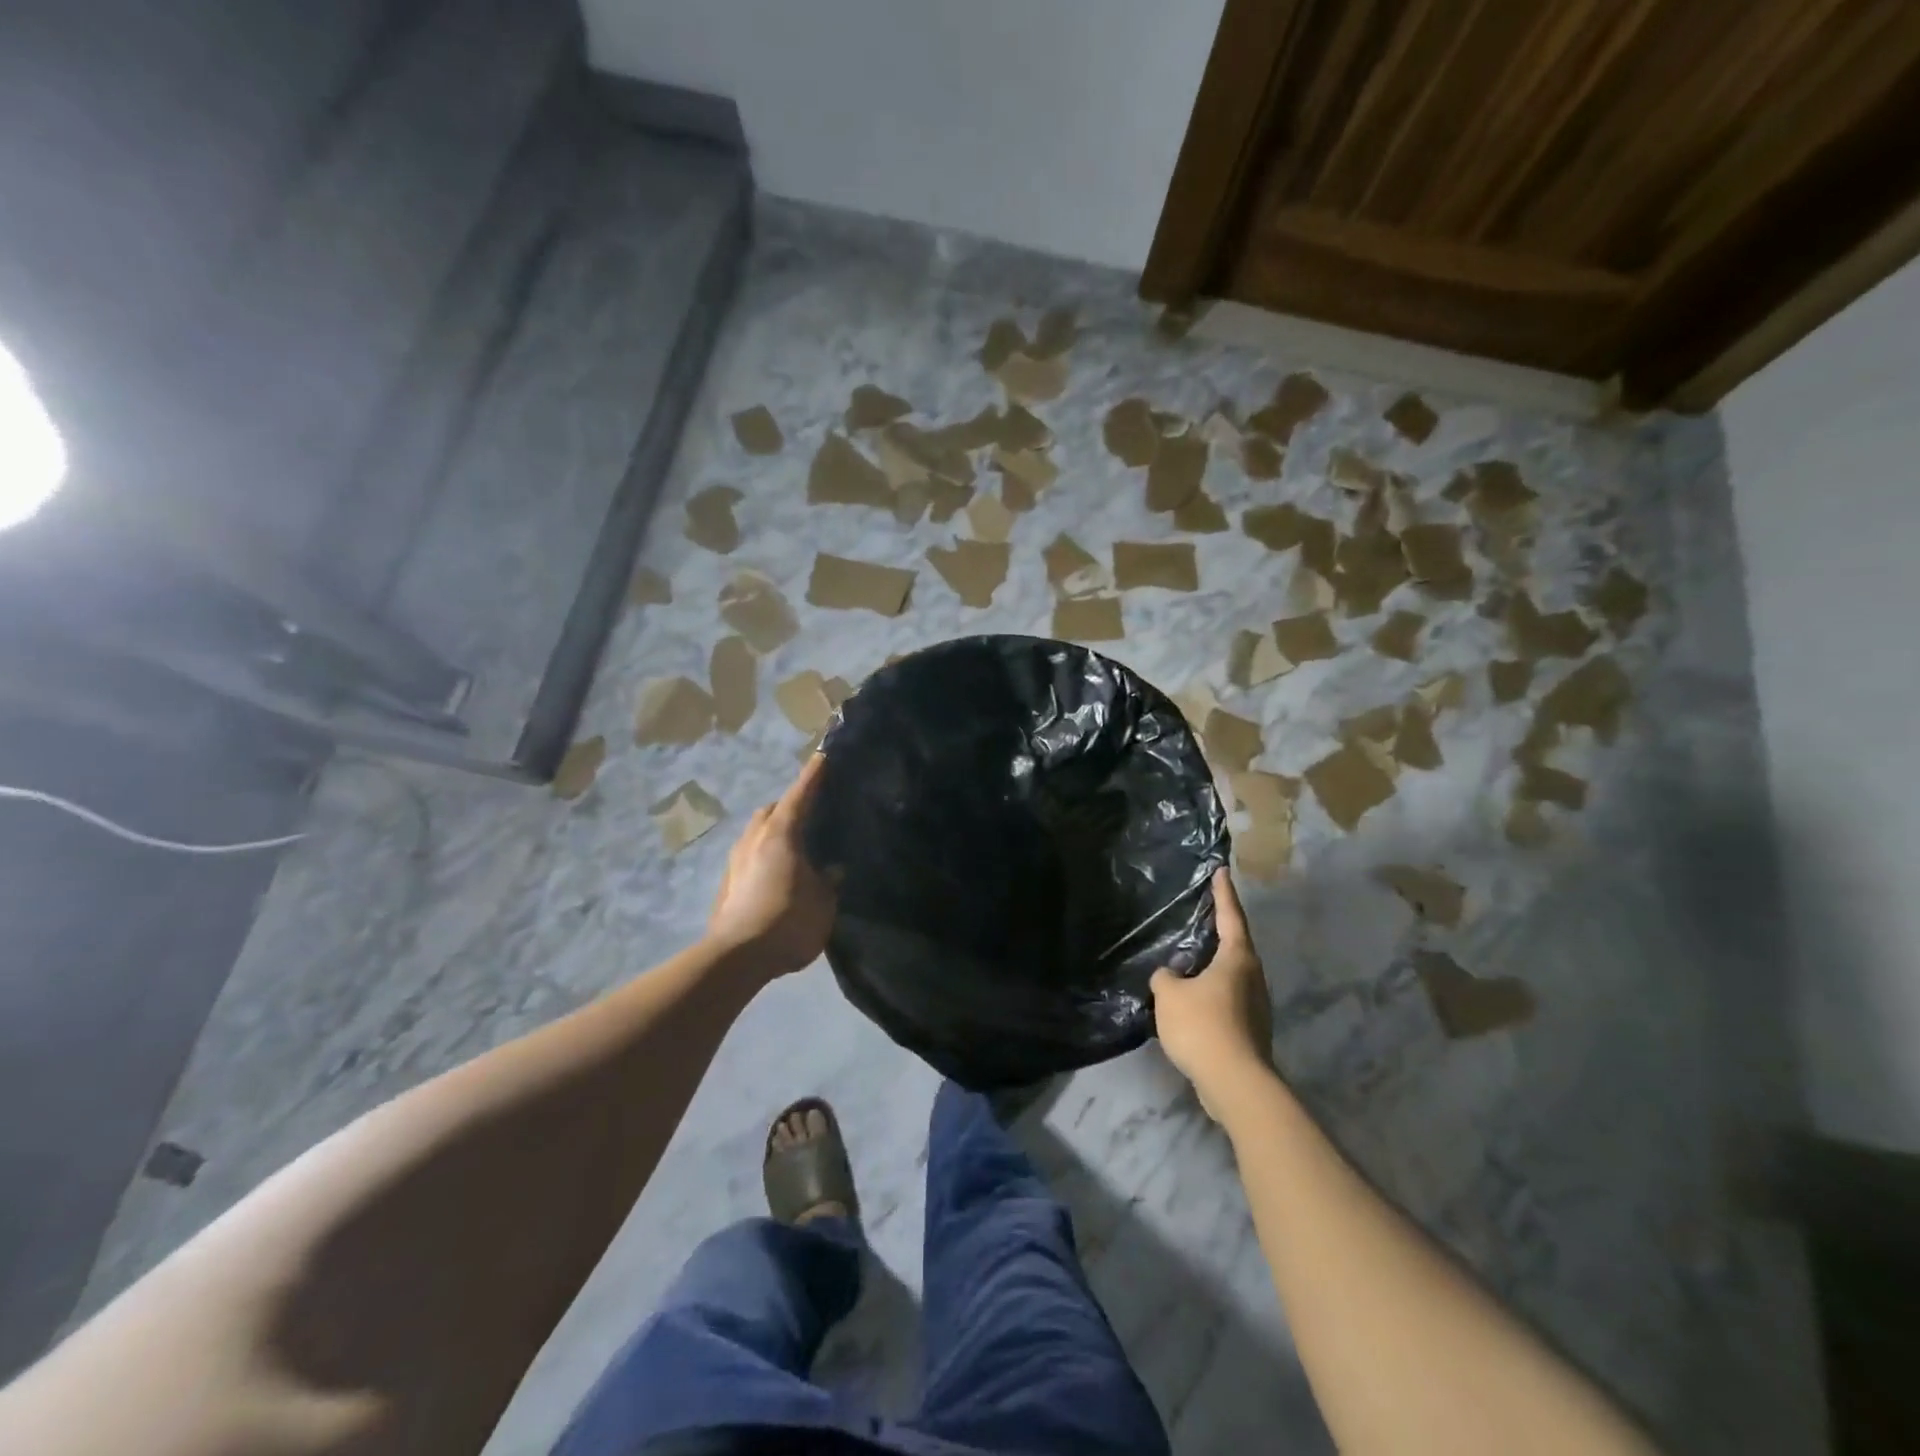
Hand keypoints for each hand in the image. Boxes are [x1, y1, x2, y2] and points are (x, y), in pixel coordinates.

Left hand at [706, 755, 838, 976]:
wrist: (736, 957)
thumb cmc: (788, 921)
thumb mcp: (823, 902)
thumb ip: (828, 882)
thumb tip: (831, 870)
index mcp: (781, 834)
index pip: (800, 795)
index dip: (813, 776)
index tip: (822, 756)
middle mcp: (754, 839)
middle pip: (772, 810)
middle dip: (789, 805)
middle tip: (810, 811)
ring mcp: (735, 861)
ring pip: (756, 832)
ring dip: (773, 831)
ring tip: (793, 844)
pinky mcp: (727, 884)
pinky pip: (749, 856)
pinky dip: (764, 854)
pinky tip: (777, 873)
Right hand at [1151, 868, 1273, 1119]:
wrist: (1235, 1083)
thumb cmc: (1203, 1026)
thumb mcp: (1170, 995)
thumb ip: (1166, 977)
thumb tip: (1171, 976)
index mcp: (1237, 959)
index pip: (1230, 916)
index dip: (1223, 893)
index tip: (1221, 871)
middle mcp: (1252, 977)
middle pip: (1237, 945)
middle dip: (1221, 929)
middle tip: (1204, 913)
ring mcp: (1256, 1006)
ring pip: (1233, 975)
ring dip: (1215, 965)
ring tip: (1193, 959)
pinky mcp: (1251, 1030)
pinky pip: (1228, 999)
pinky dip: (1212, 993)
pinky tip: (1194, 1000)